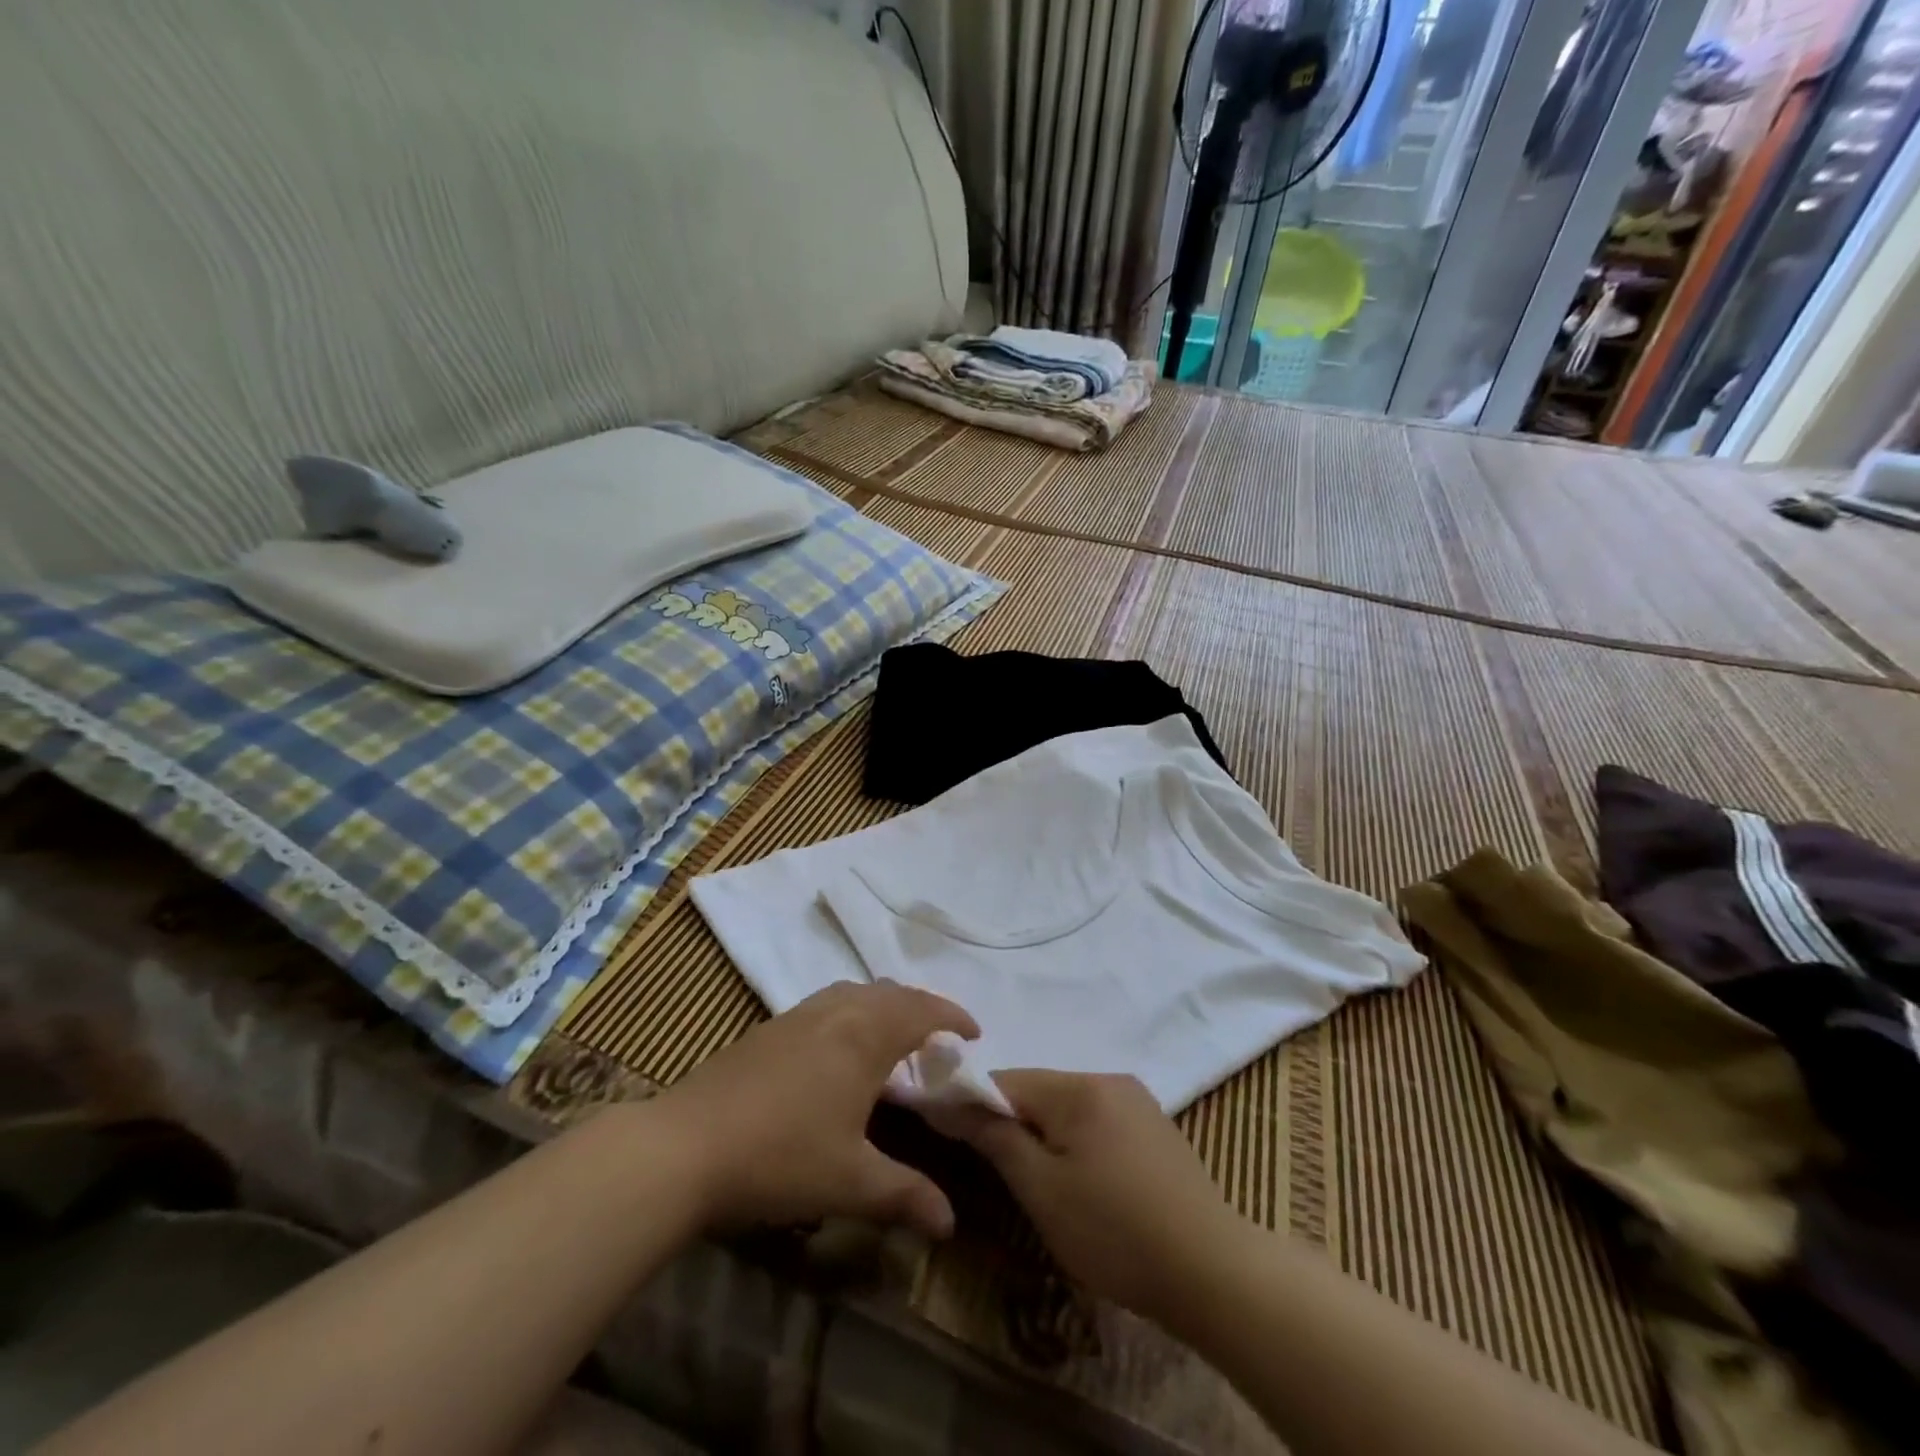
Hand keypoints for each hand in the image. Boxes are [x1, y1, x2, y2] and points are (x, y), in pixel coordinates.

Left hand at [659, 981, 977, 1238]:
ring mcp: (798, 1015)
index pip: (922, 1010)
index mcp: (864, 1035)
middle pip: (891, 993)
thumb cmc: (780, 1157)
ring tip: (895, 1038)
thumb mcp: (850, 1183)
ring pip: (856, 993)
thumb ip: (905, 1196)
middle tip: (939, 1039)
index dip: (952, 1016)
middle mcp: (836, 1011)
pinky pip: (828, 1003)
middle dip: (922, 1008)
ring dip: (885, 1006)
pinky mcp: (769, 1028)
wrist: (683, 1146)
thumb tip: (950, 1223)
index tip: (974, 1034)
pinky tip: (840, 1049)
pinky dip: (853, 1012)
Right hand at [946, 1070, 1246, 1322]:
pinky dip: (1076, 1140)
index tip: (947, 1133)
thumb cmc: (1115, 1231)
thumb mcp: (1042, 1191)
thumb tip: (951, 1101)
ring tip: (1042, 1183)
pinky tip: (1085, 1181)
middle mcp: (1108, 1078)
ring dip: (1044, 1133)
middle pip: (1038, 1090)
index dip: (972, 1103)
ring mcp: (1136, 1100)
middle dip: (1011, 1122)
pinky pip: (1096, 1119)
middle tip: (1001, 1172)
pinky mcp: (1155, 1126)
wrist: (1213, 1271)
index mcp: (1078, 1087)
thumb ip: (996, 1138)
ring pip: (1067, 1106)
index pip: (1005, 1080)